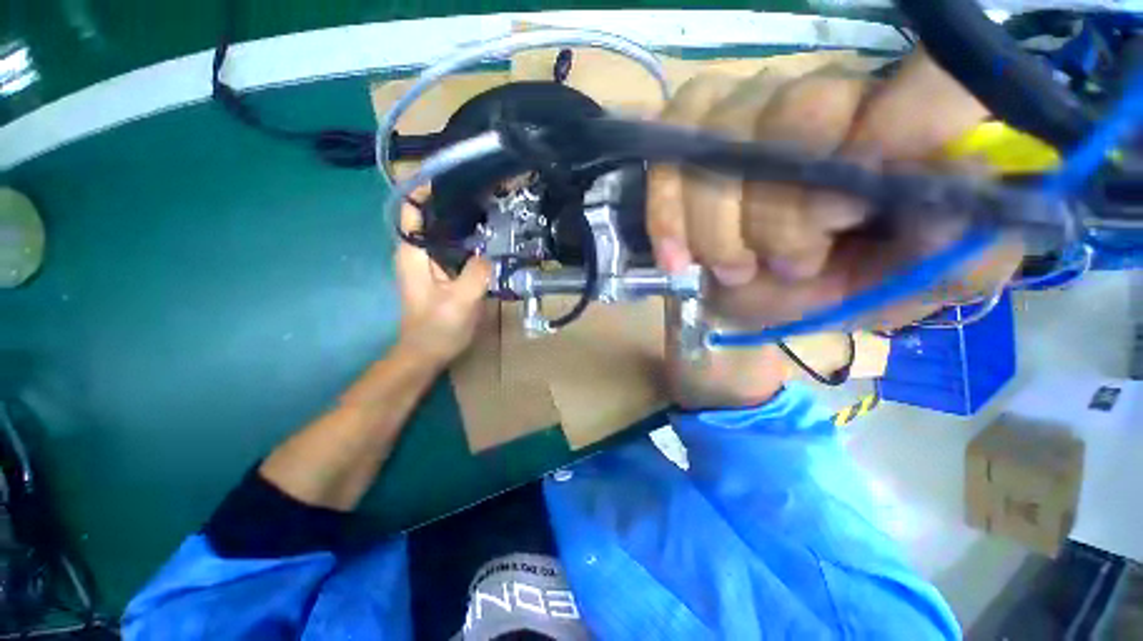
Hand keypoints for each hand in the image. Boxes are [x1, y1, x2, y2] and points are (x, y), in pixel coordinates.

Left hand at [395, 193, 492, 365]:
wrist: (426, 353)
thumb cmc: (437, 328)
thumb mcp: (461, 301)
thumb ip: (477, 273)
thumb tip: (490, 253)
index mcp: (412, 252)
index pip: (412, 208)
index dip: (429, 189)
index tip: (458, 178)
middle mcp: (416, 252)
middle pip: (430, 216)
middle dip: (454, 202)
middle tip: (486, 196)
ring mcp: (428, 263)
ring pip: (443, 232)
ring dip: (464, 222)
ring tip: (491, 213)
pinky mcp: (440, 273)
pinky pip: (453, 248)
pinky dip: (468, 241)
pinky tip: (488, 242)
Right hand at [647, 51, 1023, 330]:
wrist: (756, 290)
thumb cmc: (833, 289)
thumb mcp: (903, 290)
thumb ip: (959, 255)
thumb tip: (963, 195)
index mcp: (905, 135)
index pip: (936, 76)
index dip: (904, 123)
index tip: (854, 209)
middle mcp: (831, 95)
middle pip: (798, 114)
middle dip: (778, 212)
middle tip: (787, 265)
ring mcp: (751, 105)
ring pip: (722, 135)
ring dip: (716, 225)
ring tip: (732, 271)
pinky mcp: (693, 128)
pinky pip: (669, 146)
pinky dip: (666, 212)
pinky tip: (676, 258)